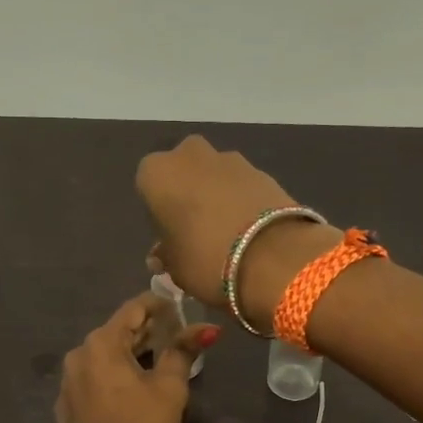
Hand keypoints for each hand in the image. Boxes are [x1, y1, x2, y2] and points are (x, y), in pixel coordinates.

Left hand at [56, 293, 218, 422]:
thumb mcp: (169, 387)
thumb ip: (183, 351)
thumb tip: (207, 327)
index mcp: (101, 344)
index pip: (132, 309)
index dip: (158, 304)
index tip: (179, 306)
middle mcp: (77, 356)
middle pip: (116, 332)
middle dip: (146, 330)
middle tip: (174, 333)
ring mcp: (67, 383)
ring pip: (103, 356)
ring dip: (129, 353)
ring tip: (156, 359)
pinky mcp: (65, 408)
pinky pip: (92, 378)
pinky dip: (112, 375)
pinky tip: (130, 388)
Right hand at [136, 136, 338, 328]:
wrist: (273, 257)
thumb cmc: (206, 260)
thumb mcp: (174, 267)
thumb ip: (166, 253)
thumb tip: (165, 252)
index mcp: (157, 173)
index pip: (149, 187)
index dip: (160, 213)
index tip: (171, 236)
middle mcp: (190, 155)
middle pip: (184, 172)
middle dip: (190, 194)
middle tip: (198, 230)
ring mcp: (231, 159)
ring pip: (215, 176)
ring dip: (218, 196)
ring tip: (228, 233)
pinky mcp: (263, 171)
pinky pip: (243, 186)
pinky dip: (243, 201)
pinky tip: (250, 231)